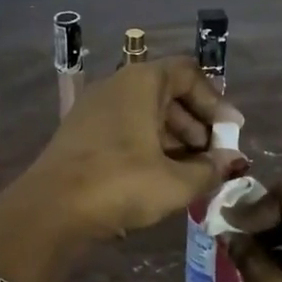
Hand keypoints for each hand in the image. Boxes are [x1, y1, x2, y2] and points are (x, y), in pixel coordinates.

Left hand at [22, 58, 243, 240]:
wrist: (51, 209)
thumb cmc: (121, 183)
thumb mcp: (176, 182)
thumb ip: (210, 169)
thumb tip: (231, 162)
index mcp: (141, 82)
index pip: (189, 73)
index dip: (215, 101)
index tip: (231, 132)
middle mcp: (116, 86)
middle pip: (167, 93)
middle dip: (196, 123)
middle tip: (213, 155)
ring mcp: (94, 109)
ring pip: (145, 114)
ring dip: (173, 138)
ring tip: (191, 171)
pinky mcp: (80, 134)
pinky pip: (125, 129)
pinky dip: (148, 146)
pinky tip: (159, 177)